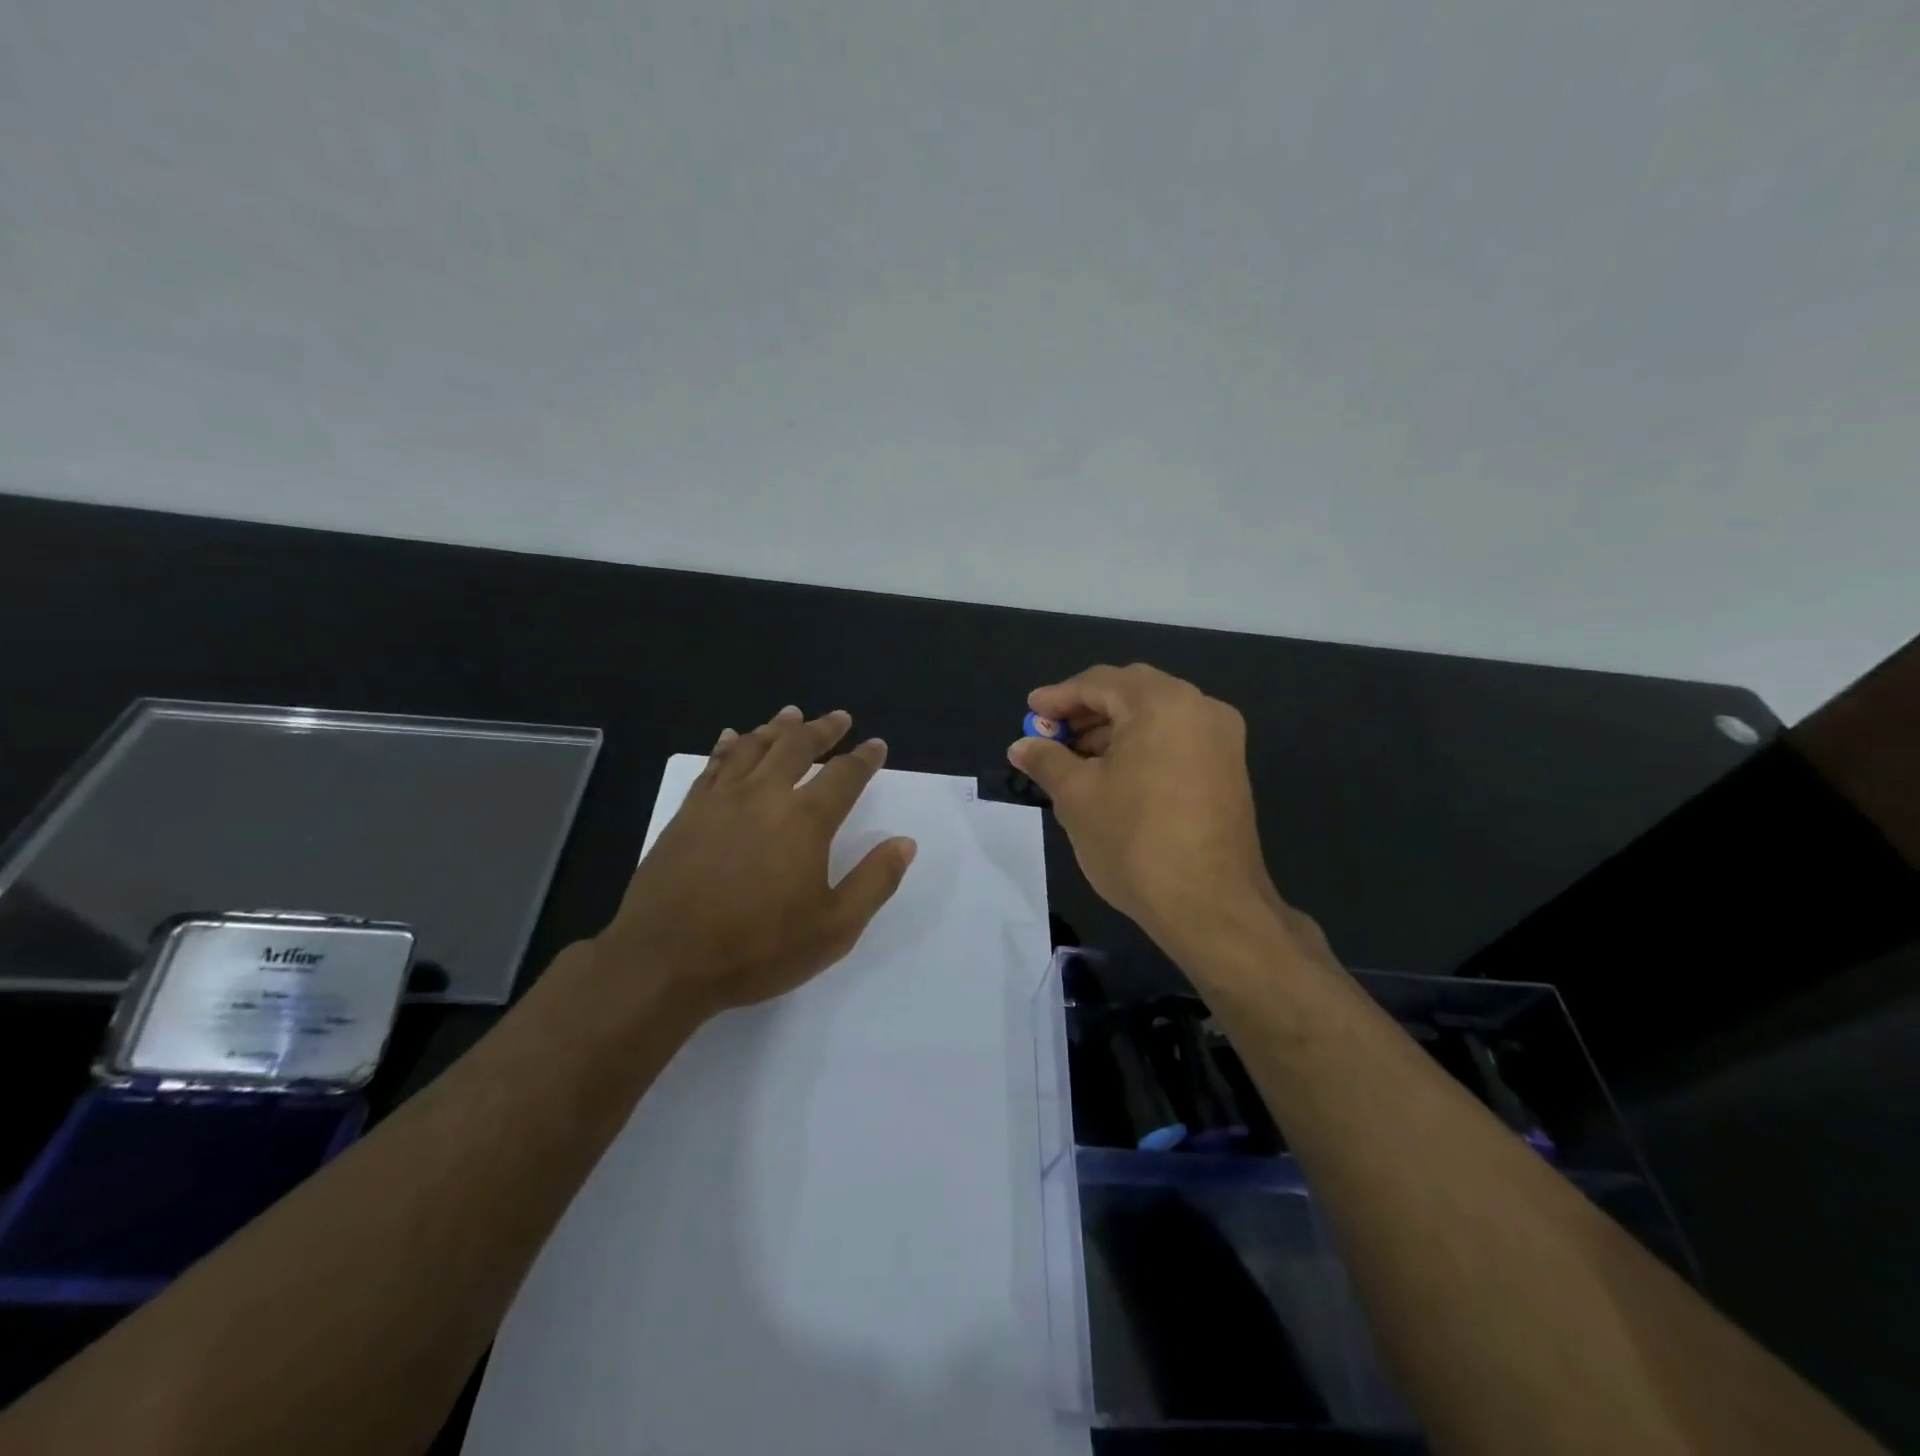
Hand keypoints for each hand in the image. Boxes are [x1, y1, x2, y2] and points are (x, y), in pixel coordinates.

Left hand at [595, 705, 916, 1021]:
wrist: (665, 959)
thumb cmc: (757, 948)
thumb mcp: (833, 928)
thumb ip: (874, 882)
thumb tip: (904, 843)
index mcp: (805, 820)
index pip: (844, 775)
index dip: (864, 758)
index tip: (876, 744)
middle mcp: (764, 795)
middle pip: (797, 746)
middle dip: (822, 729)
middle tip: (838, 718)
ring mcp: (721, 799)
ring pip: (754, 746)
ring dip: (778, 727)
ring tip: (792, 715)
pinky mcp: (688, 811)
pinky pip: (714, 764)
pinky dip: (730, 745)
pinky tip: (733, 737)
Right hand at [1009, 664, 1285, 956]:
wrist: (1210, 905)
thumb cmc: (1135, 841)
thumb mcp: (1077, 796)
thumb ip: (1046, 760)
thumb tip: (1021, 745)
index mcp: (1162, 703)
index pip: (1099, 682)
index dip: (1058, 697)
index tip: (1030, 713)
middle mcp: (1199, 708)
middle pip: (1131, 692)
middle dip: (1086, 711)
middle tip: (1051, 734)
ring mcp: (1221, 740)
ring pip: (1156, 716)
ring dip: (1113, 730)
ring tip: (1075, 760)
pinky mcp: (1228, 770)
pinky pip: (1176, 740)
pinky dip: (1141, 746)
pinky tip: (1113, 775)